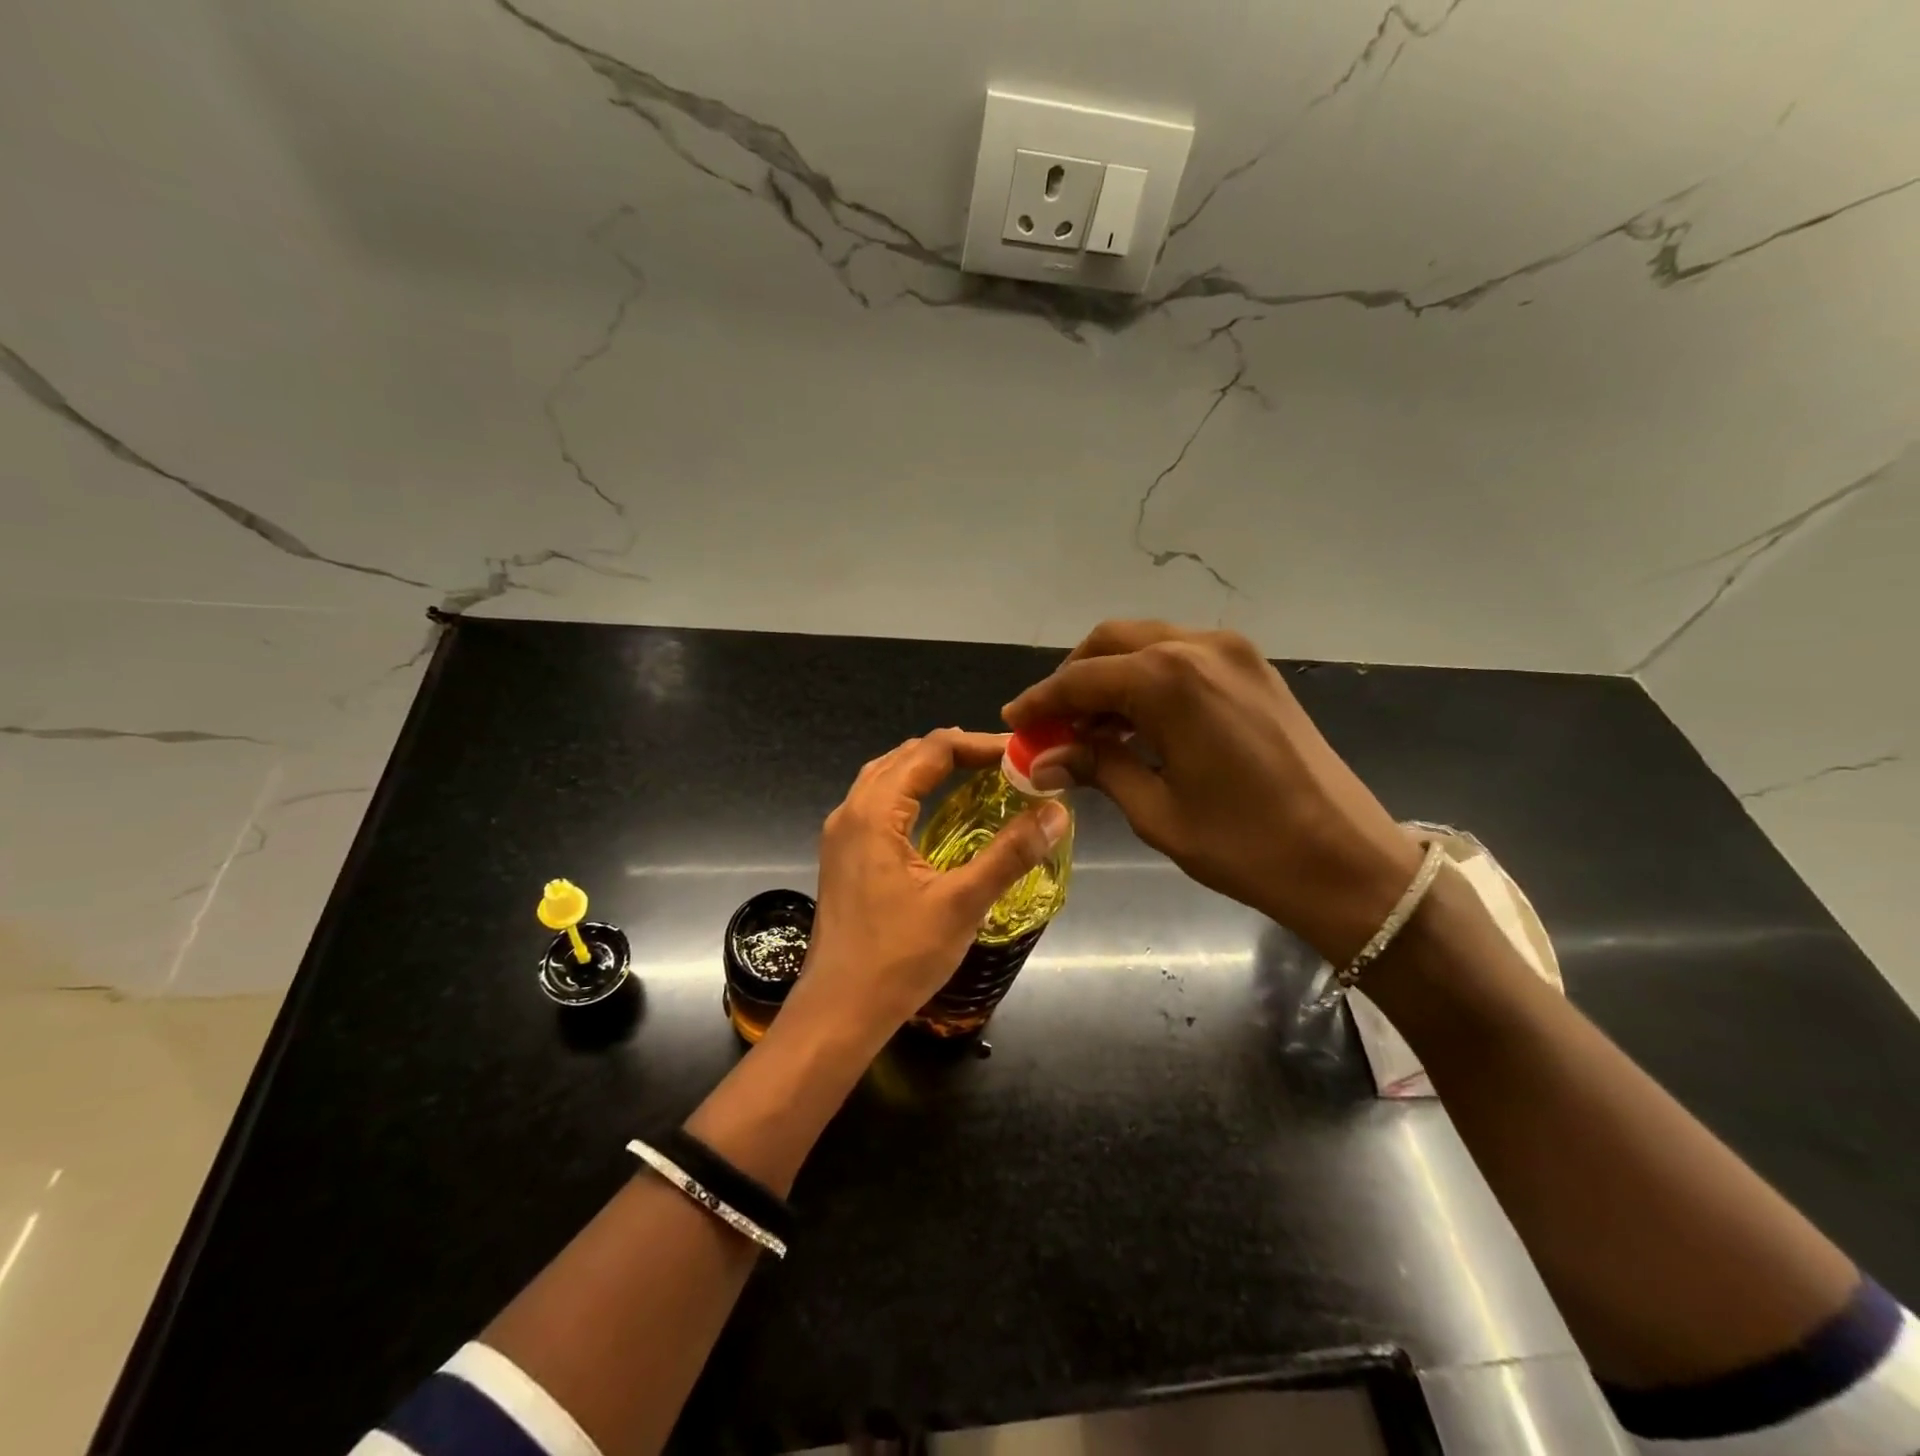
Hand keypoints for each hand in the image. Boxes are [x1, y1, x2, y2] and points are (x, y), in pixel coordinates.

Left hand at [787, 729, 1070, 1049]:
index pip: (931, 751)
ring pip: (887, 778)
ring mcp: (842, 835)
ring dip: (930, 769)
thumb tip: (1056, 811)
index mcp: (875, 812)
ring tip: (976, 776)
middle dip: (956, 752)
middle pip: (906, 756)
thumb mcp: (962, 904)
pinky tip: (936, 813)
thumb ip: (1009, 854)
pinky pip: (878, 803)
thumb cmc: (898, 958)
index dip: (979, 745)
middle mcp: (851, 812)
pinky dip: (912, 792)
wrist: (838, 1011)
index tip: (1020, 755)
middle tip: (1005, 765)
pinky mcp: (843, 857)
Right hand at [1003, 621, 1419, 963]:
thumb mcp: (1156, 810)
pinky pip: (1182, 658)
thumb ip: (1097, 768)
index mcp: (1170, 679)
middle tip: (1051, 725)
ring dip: (1111, 679)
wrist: (1347, 860)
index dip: (1041, 701)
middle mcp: (1199, 647)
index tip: (1013, 721)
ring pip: (1147, 644)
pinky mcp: (1254, 669)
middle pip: (1112, 642)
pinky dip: (1148, 681)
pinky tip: (1136, 724)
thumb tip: (1041, 758)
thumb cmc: (1244, 844)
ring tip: (1089, 731)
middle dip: (1074, 679)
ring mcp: (1233, 653)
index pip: (1082, 679)